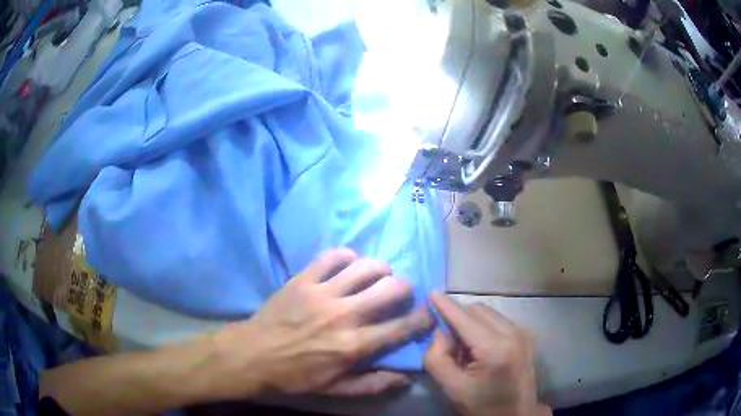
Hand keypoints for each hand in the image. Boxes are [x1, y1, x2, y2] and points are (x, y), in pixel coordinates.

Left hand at [208, 249, 432, 398]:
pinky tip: (348, 265)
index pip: (401, 327)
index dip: (422, 319)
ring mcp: (322, 293)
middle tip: (401, 293)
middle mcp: (343, 315)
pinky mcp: (303, 279)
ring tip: (378, 276)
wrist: (252, 355)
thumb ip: (373, 384)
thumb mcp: (335, 390)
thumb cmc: (295, 376)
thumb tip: (406, 378)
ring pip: (365, 267)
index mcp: (353, 346)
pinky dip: (347, 256)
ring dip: (380, 269)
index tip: (426, 315)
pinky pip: (332, 256)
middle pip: (390, 288)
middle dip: (405, 288)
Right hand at [424, 293, 549, 415]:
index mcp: (495, 348)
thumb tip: (439, 333)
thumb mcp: (452, 388)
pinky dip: (484, 326)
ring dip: (471, 321)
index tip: (431, 291)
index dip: (446, 304)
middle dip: (458, 315)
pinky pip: (500, 321)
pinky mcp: (527, 337)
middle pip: (478, 310)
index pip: (464, 318)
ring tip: (463, 346)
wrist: (516, 415)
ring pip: (489, 313)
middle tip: (444, 335)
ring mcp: (524, 333)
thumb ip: (437, 358)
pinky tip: (480, 347)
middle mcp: (513, 333)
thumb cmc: (482, 405)